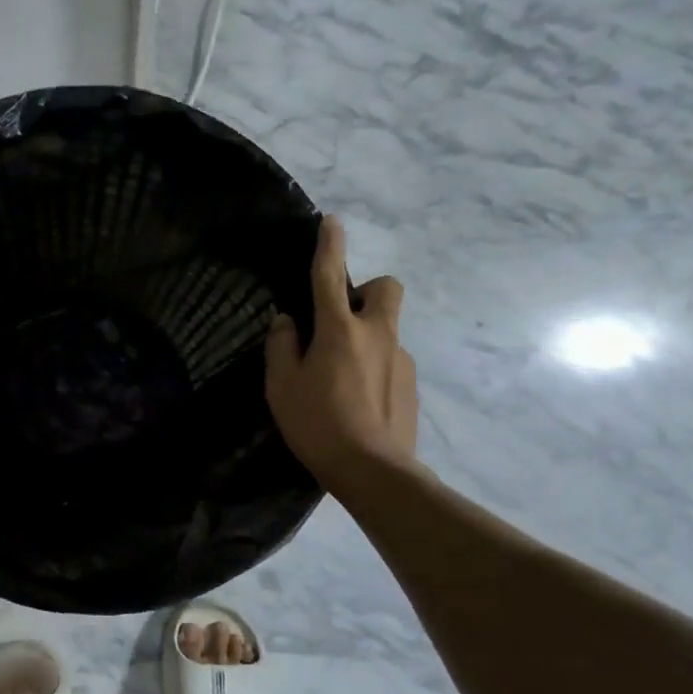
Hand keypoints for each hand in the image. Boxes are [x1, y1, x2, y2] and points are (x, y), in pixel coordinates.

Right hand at [264, 214, 418, 486]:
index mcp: (340, 330)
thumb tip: (287, 322)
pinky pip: (390, 359)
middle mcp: (377, 334)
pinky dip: (374, 366)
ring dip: (366, 335)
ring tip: (340, 375)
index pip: (331, 275)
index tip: (332, 221)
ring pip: (387, 327)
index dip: (329, 245)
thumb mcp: (281, 387)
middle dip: (366, 290)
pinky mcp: (411, 384)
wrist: (373, 472)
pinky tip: (356, 399)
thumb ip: (282, 347)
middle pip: (386, 288)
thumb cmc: (317, 425)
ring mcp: (400, 359)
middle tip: (340, 318)